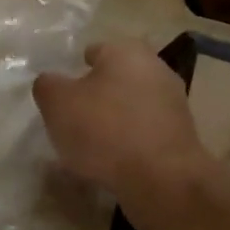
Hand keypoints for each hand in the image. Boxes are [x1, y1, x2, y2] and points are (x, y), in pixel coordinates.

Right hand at [33, 40, 208, 202]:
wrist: (161, 179)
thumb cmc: (104, 130)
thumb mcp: (57, 103)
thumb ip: (48, 86)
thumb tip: (50, 82)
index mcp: (126, 52)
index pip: (95, 51)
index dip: (75, 69)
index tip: (62, 92)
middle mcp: (156, 69)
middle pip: (116, 78)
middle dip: (97, 94)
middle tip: (74, 118)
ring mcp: (174, 103)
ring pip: (133, 106)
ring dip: (115, 119)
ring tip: (91, 145)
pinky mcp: (181, 136)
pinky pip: (145, 132)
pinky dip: (130, 142)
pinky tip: (113, 162)